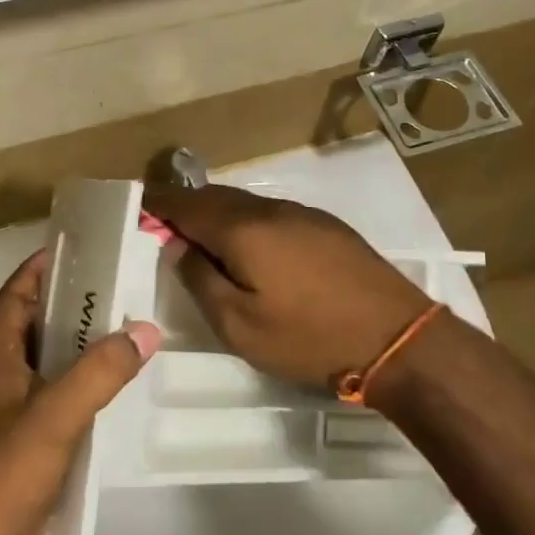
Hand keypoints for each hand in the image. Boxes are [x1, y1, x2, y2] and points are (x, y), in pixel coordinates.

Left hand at [0, 250, 157, 534]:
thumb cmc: (10, 467)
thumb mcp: (58, 411)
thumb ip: (101, 370)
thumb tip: (146, 330)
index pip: (16, 293)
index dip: (40, 267)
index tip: (79, 250)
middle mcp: (2, 370)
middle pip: (35, 320)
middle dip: (70, 300)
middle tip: (116, 285)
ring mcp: (14, 403)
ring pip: (50, 355)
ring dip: (80, 339)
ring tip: (124, 324)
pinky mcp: (30, 431)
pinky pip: (59, 388)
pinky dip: (83, 375)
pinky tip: (116, 378)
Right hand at [143, 184, 431, 389]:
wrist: (397, 337)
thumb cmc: (309, 337)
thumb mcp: (239, 326)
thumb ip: (201, 280)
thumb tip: (180, 247)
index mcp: (242, 229)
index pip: (185, 204)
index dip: (158, 203)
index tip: (137, 206)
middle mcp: (269, 209)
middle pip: (214, 197)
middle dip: (185, 206)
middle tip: (164, 224)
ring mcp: (302, 213)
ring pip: (245, 203)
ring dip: (217, 213)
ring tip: (202, 237)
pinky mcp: (326, 225)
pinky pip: (271, 213)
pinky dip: (247, 221)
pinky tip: (250, 246)